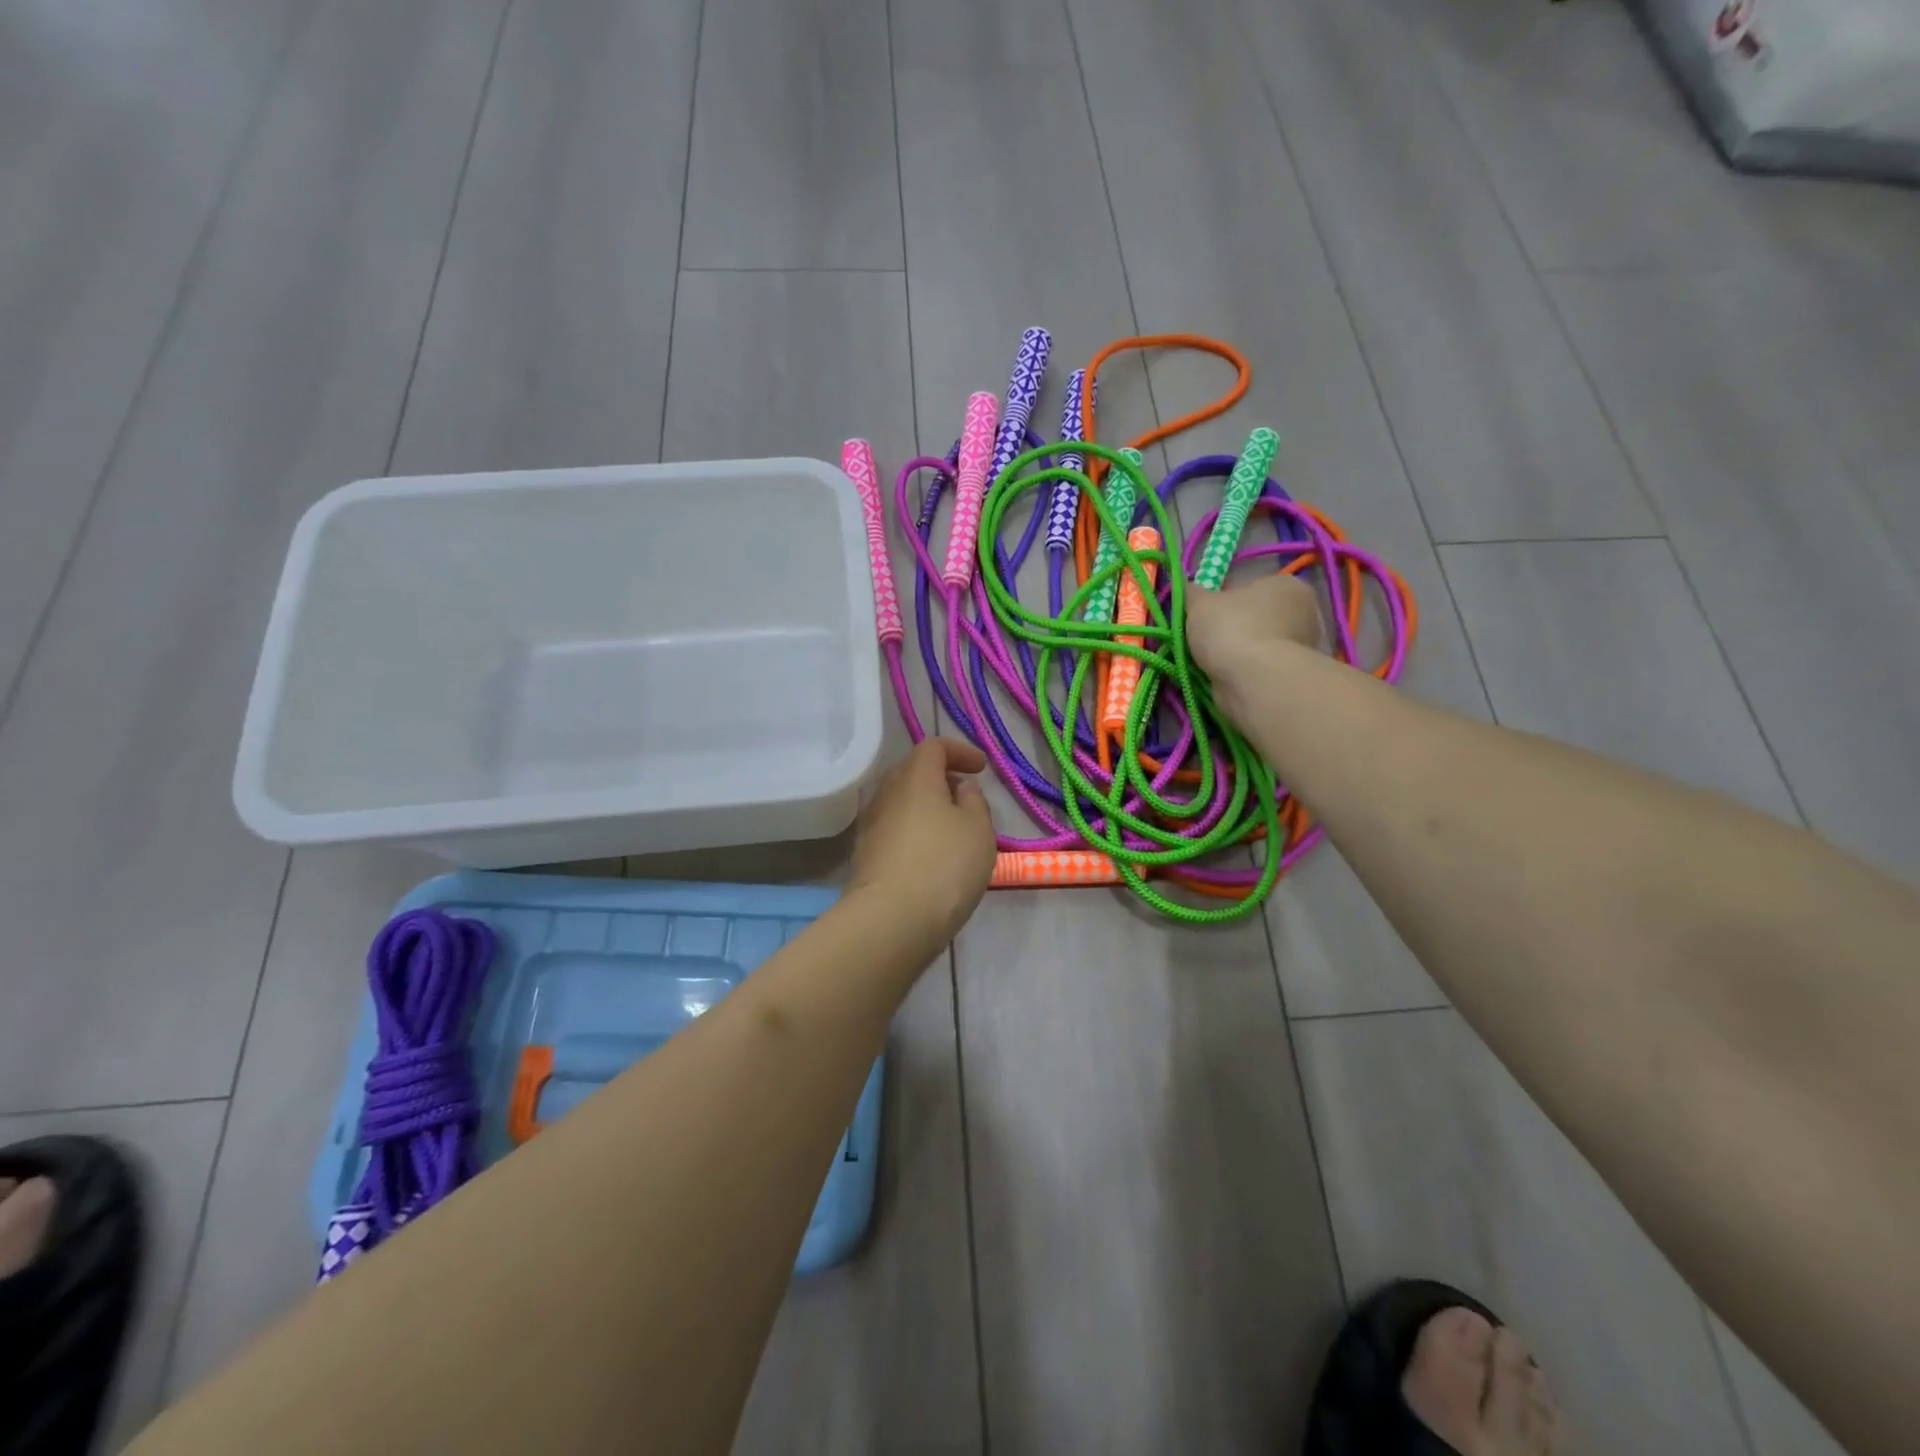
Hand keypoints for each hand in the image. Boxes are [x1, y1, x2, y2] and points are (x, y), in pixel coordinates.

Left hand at [848, 738, 997, 947]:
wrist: (891, 919)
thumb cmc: (944, 865)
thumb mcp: (979, 830)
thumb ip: (974, 801)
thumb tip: (960, 788)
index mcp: (915, 777)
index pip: (933, 747)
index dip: (959, 751)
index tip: (981, 768)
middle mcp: (886, 793)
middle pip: (912, 771)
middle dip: (940, 776)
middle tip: (965, 795)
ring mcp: (871, 825)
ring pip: (901, 801)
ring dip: (926, 805)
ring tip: (951, 827)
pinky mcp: (865, 855)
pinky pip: (894, 828)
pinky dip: (914, 830)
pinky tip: (931, 854)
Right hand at [1185, 573, 1323, 685]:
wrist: (1254, 681)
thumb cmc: (1231, 629)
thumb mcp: (1200, 603)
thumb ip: (1192, 592)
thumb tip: (1187, 587)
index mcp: (1286, 584)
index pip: (1250, 587)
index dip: (1223, 600)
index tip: (1205, 615)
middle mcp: (1304, 611)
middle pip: (1256, 617)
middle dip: (1232, 628)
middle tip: (1205, 639)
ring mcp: (1303, 646)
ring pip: (1258, 644)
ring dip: (1237, 652)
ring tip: (1212, 662)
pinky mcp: (1293, 674)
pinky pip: (1261, 667)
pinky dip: (1244, 671)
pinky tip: (1226, 677)